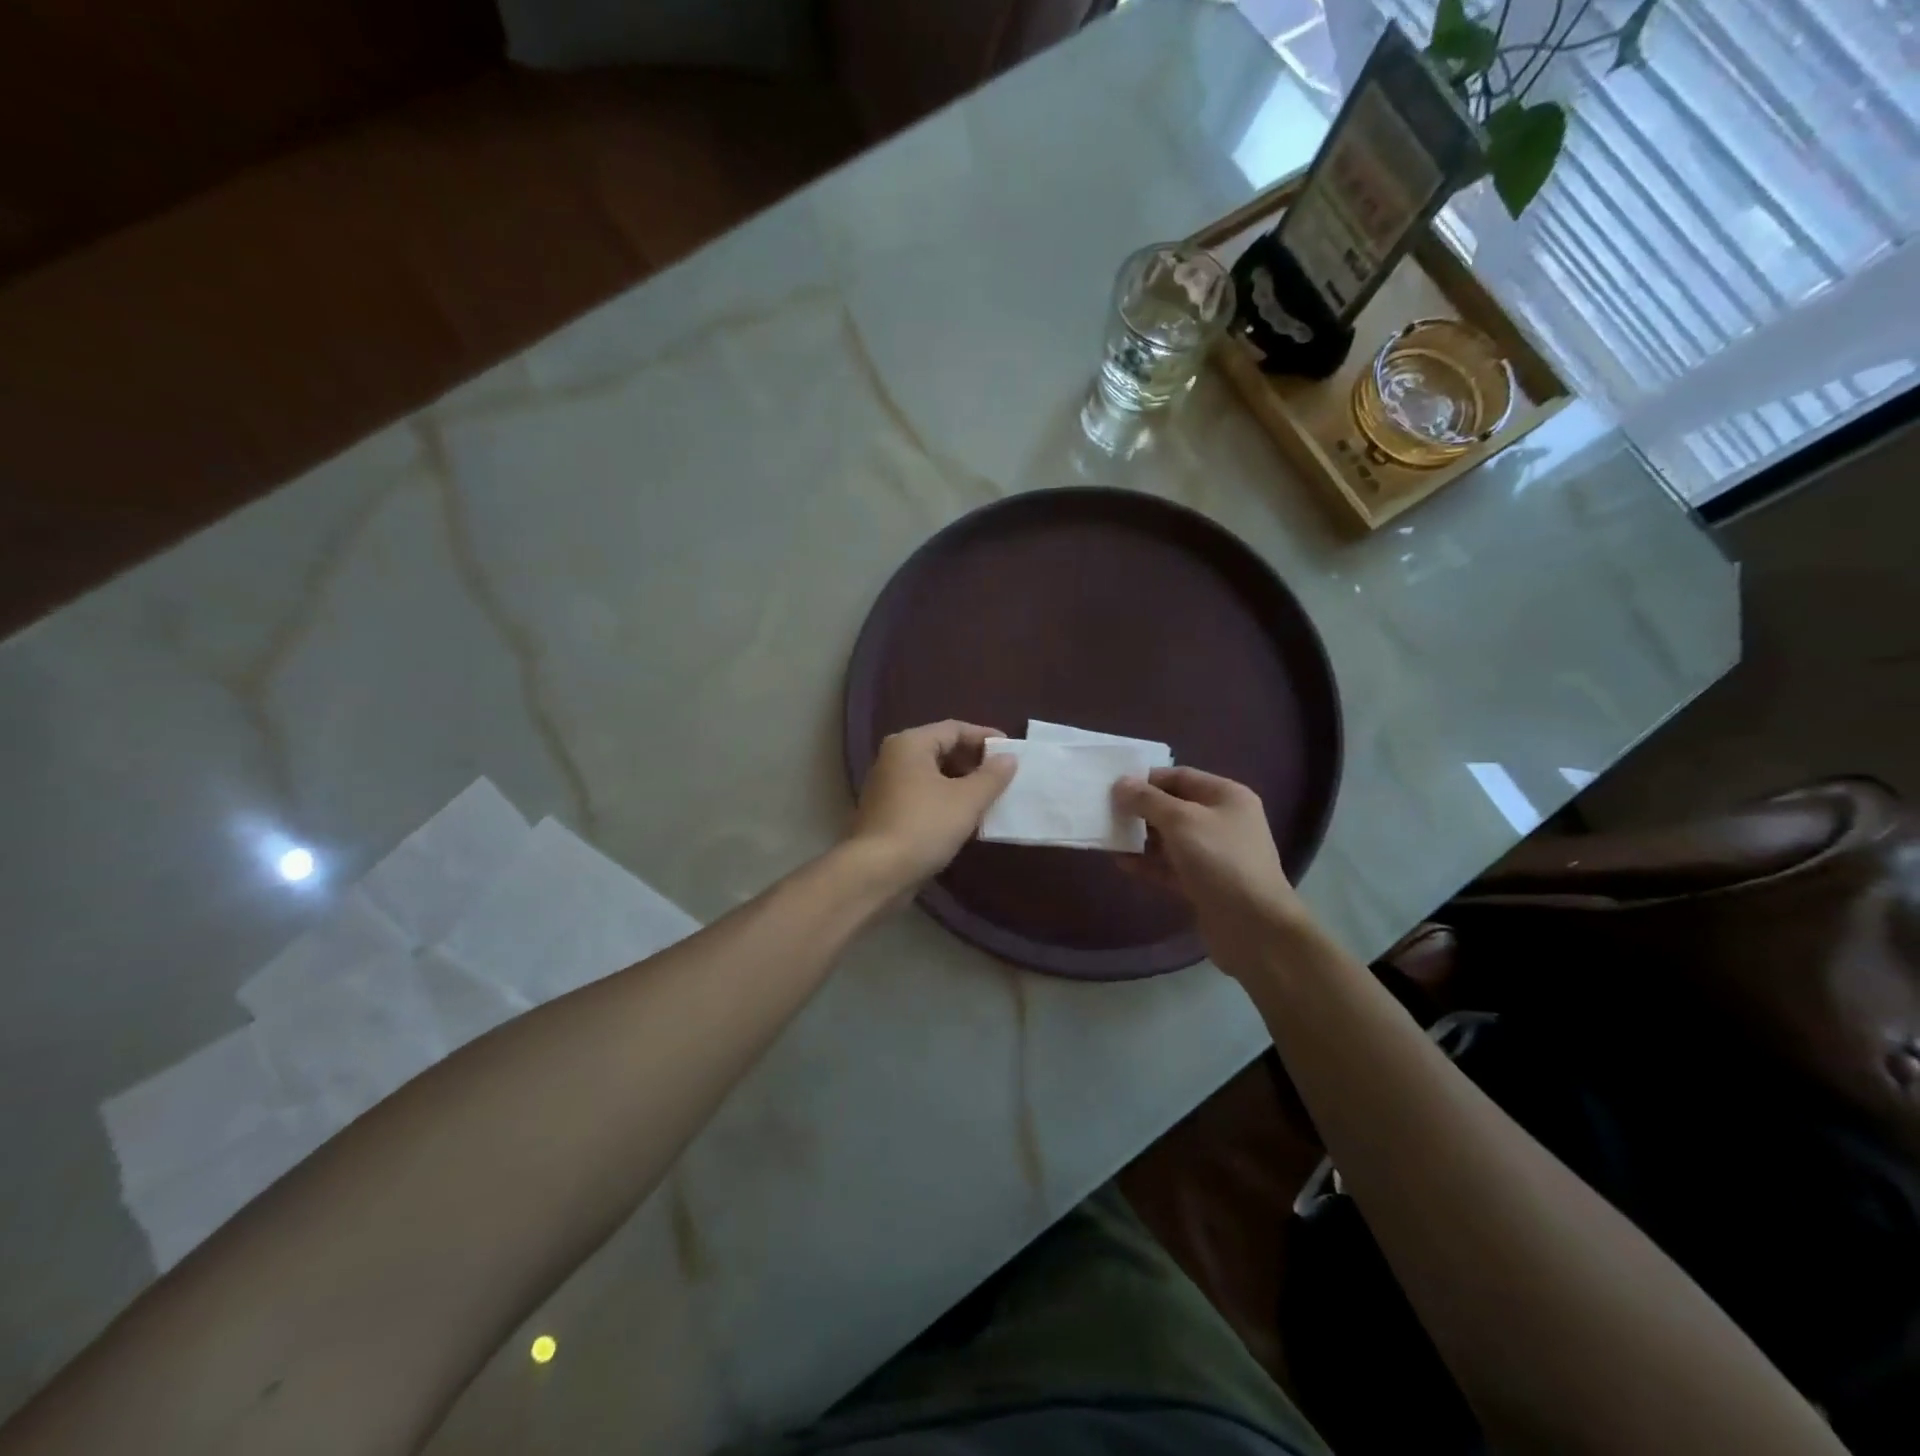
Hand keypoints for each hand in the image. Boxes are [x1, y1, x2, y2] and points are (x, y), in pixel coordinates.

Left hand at [849, 721, 1017, 889]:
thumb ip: (992, 776)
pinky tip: (967, 819)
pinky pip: (923, 796)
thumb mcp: (967, 800)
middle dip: (974, 762)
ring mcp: (887, 786)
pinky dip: (946, 801)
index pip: (954, 729)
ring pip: (933, 775)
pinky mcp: (887, 812)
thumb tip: (1009, 758)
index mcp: (910, 744)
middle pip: (942, 749)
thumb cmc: (924, 826)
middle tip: (1004, 777)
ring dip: (962, 784)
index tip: (1012, 751)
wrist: (877, 873)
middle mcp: (894, 758)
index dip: (985, 737)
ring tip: (991, 798)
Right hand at [1114, 766, 1311, 976]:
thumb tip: (1121, 783)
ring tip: (1108, 837)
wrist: (1254, 927)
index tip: (1114, 787)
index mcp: (1226, 796)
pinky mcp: (1203, 883)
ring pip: (1169, 839)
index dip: (1147, 779)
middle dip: (1140, 809)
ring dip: (1140, 838)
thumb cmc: (1220, 861)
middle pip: (1173, 807)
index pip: (1180, 776)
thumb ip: (1148, 800)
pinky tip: (1121, 863)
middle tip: (1106, 812)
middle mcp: (1222, 821)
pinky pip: (1170, 866)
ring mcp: (1213, 854)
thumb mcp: (1181, 821)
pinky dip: (1148, 863)